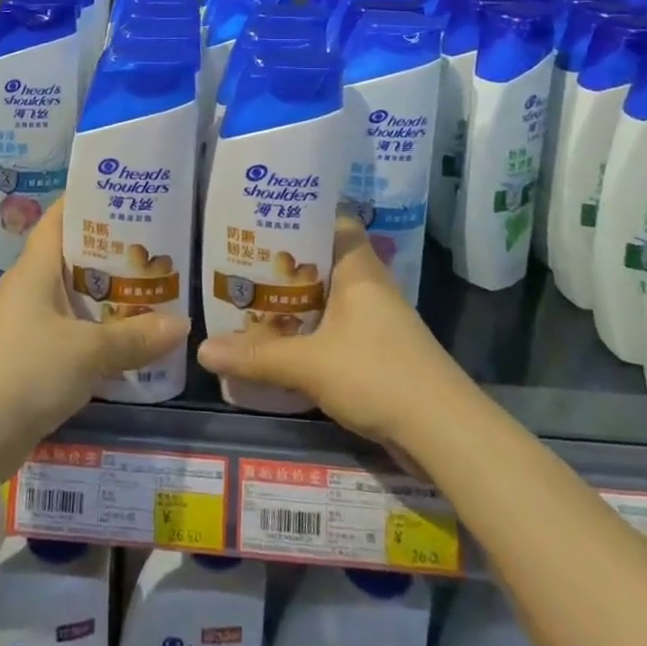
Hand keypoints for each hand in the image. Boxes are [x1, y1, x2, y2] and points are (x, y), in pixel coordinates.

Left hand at [0, 198, 187, 474]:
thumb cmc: (26, 370)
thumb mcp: (88, 351)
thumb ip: (136, 337)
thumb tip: (182, 324)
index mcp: (36, 267)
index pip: (61, 216)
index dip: (90, 199)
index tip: (129, 193)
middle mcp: (31, 288)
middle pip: (75, 257)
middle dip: (114, 252)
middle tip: (159, 246)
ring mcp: (29, 324)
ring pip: (77, 298)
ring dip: (110, 297)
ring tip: (156, 290)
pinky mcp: (32, 359)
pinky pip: (73, 334)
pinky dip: (99, 334)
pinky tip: (132, 342)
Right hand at [197, 215, 465, 454]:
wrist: (444, 433)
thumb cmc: (377, 375)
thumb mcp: (309, 364)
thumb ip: (257, 356)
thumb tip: (202, 350)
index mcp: (357, 267)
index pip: (330, 218)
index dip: (299, 212)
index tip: (260, 214)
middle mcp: (368, 283)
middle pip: (322, 259)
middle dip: (284, 261)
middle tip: (240, 258)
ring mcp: (375, 318)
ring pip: (327, 296)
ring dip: (296, 300)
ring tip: (250, 297)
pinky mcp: (377, 350)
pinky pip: (335, 326)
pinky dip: (309, 329)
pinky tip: (280, 341)